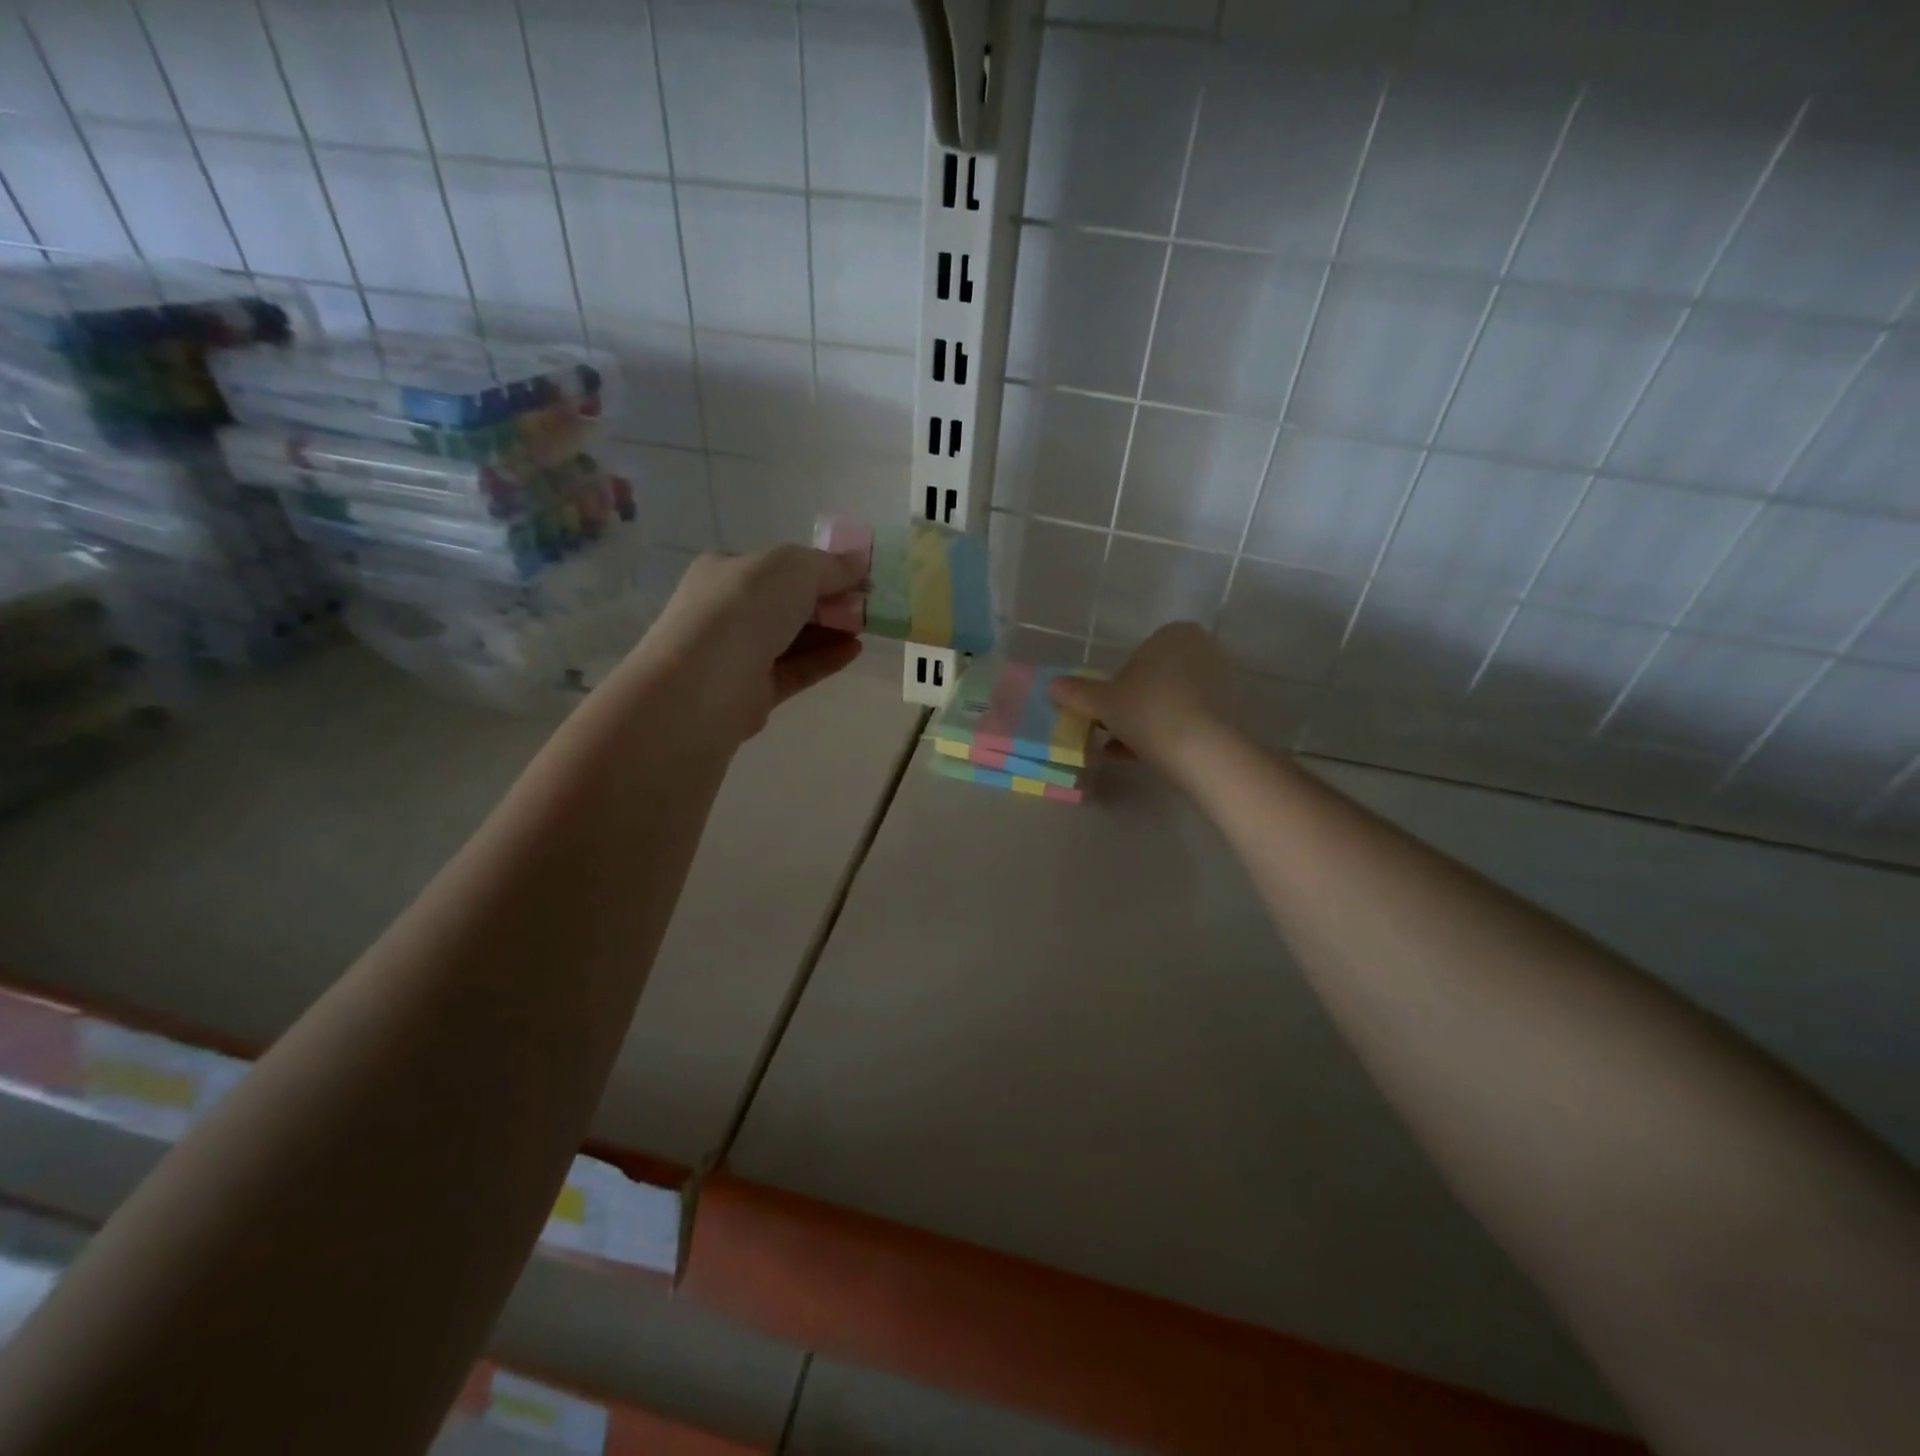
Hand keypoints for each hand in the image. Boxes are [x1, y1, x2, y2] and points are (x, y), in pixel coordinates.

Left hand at [623, 546, 864, 743]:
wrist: (703, 685)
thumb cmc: (743, 609)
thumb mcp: (792, 568)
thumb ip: (829, 566)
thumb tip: (860, 565)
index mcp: (726, 571)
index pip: (778, 566)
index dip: (819, 569)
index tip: (857, 576)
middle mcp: (729, 611)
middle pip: (788, 603)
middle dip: (828, 602)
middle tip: (867, 605)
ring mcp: (740, 654)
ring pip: (793, 639)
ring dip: (831, 631)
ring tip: (868, 628)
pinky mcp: (754, 692)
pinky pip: (796, 670)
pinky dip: (825, 660)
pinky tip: (854, 651)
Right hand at [1048, 622, 1234, 779]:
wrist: (1204, 751)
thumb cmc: (1148, 712)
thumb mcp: (1103, 703)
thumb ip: (1077, 693)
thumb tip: (1051, 685)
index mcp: (1174, 634)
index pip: (1138, 653)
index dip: (1119, 681)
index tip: (1107, 706)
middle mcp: (1202, 650)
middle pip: (1156, 677)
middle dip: (1134, 702)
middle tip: (1113, 727)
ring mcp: (1221, 682)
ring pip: (1172, 700)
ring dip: (1147, 721)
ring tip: (1123, 748)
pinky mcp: (1230, 713)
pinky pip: (1189, 718)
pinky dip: (1167, 732)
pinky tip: (1143, 756)